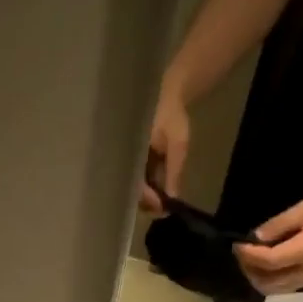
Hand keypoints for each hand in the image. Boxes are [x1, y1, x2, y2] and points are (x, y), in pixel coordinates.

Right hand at [139, 85, 191, 211]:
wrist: (169, 92)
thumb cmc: (172, 114)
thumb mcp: (178, 144)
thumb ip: (174, 172)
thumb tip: (172, 199)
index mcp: (130, 153)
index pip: (135, 184)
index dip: (149, 199)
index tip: (163, 208)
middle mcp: (124, 158)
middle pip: (132, 189)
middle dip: (148, 202)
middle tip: (165, 209)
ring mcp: (128, 159)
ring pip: (135, 186)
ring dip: (149, 196)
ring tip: (164, 201)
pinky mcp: (133, 159)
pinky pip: (138, 178)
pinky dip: (149, 186)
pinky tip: (160, 190)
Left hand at [234, 187, 302, 294]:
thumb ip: (281, 224)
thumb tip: (257, 237)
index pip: (268, 262)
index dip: (249, 255)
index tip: (237, 243)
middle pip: (266, 282)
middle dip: (248, 269)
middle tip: (241, 252)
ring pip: (274, 289)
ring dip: (257, 277)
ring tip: (250, 259)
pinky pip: (283, 287)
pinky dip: (268, 280)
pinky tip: (265, 265)